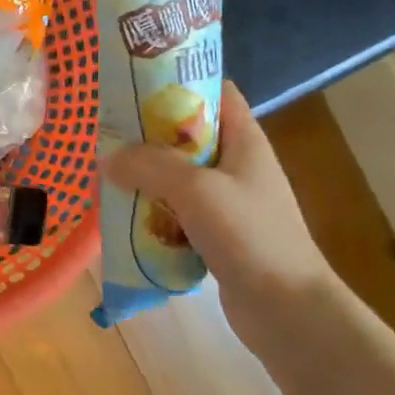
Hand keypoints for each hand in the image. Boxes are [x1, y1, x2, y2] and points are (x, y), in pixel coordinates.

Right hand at [104, 81, 338, 343]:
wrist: (287, 311)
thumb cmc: (250, 236)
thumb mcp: (196, 190)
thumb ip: (150, 166)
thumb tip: (108, 159)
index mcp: (245, 141)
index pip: (216, 92)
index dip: (180, 84)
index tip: (135, 89)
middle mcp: (237, 166)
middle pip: (188, 136)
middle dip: (148, 137)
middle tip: (108, 139)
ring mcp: (228, 203)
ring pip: (178, 177)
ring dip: (146, 178)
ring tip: (108, 179)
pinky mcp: (217, 236)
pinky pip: (177, 213)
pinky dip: (153, 213)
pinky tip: (125, 219)